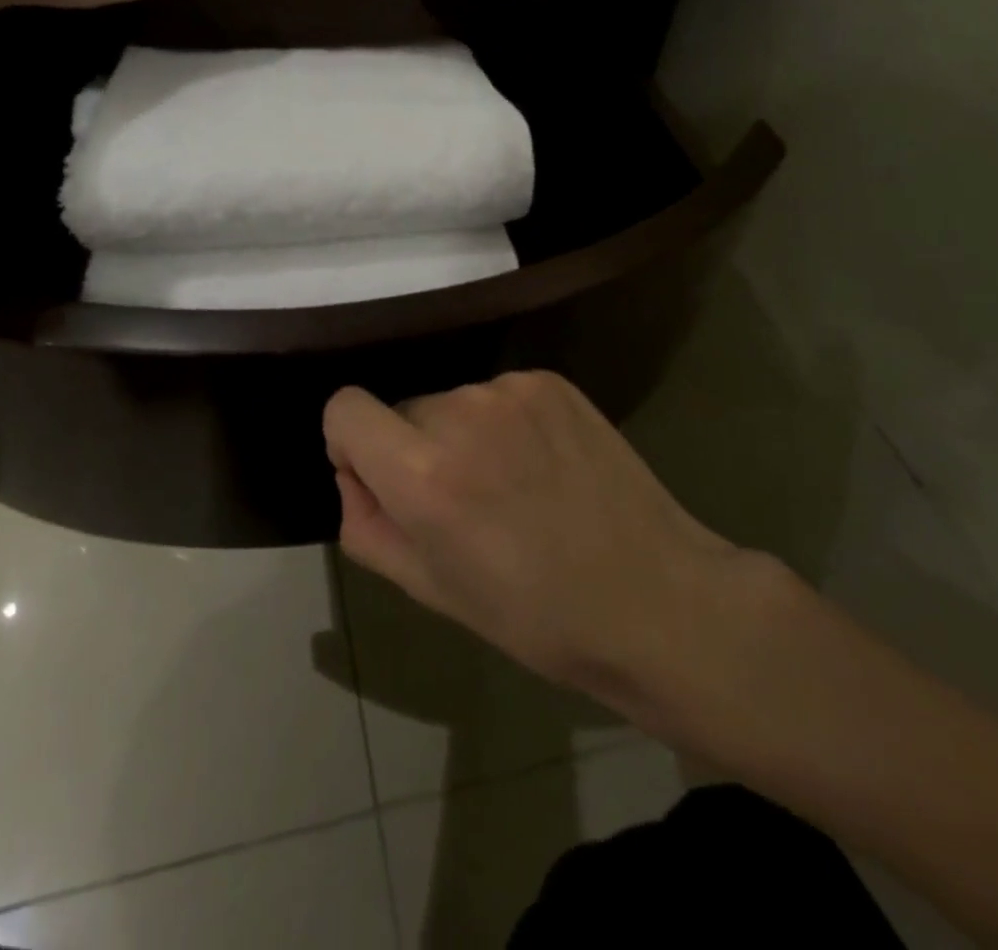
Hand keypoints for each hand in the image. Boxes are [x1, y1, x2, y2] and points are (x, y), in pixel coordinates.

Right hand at [323, 370, 750, 700]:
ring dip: (463, 435)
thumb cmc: (533, 614)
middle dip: (415, 449)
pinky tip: (543, 464)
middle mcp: (462, 413)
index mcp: (423, 474)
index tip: (381, 479)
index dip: (351, 442)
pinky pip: (498, 394)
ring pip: (453, 402)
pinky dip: (505, 423)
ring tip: (513, 486)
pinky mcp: (552, 381)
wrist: (653, 596)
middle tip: (464, 502)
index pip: (344, 408)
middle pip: (402, 409)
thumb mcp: (429, 589)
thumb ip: (366, 525)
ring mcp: (512, 390)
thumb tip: (355, 474)